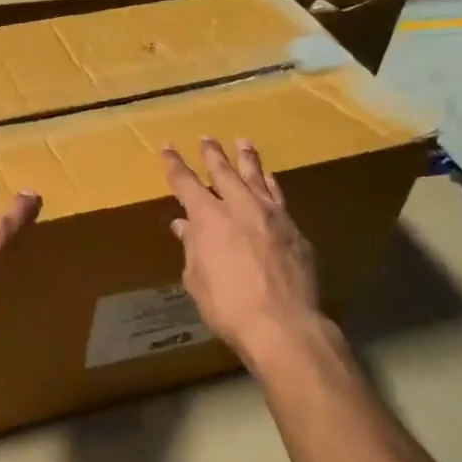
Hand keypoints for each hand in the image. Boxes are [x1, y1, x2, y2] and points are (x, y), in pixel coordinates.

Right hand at [163, 136, 322, 370]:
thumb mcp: (197, 278)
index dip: (174, 164)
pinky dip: (269, 184)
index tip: (166, 148)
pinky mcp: (294, 230)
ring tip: (243, 142)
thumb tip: (184, 226)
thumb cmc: (228, 305)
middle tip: (207, 138)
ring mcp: (272, 215)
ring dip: (247, 159)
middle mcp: (241, 207)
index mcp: (209, 218)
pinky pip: (278, 197)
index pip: (185, 183)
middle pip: (224, 172)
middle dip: (212, 154)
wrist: (282, 324)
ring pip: (257, 177)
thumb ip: (192, 248)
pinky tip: (269, 181)